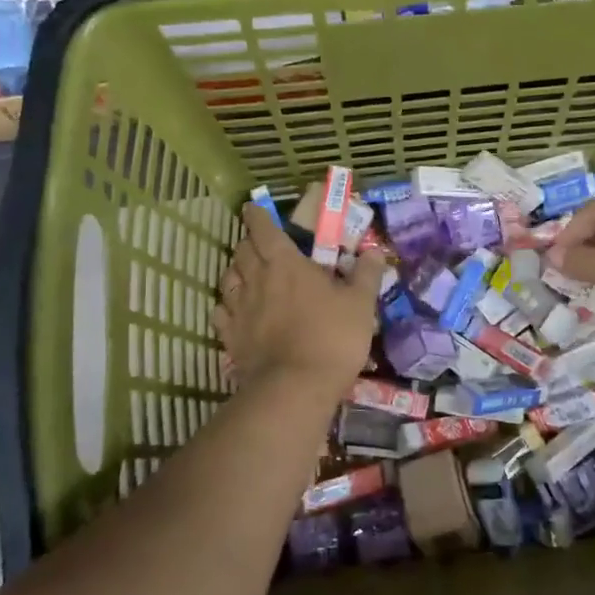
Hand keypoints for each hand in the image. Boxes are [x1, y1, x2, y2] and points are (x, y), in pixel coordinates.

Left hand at [214, 204, 383, 396]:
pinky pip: (220, 313)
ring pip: (227, 279)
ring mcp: (239, 309)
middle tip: (259, 243)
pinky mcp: (230, 337)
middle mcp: (256, 280)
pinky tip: (233, 310)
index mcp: (285, 263)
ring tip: (245, 273)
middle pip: (242, 251)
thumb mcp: (361, 303)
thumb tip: (373, 251)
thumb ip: (366, 274)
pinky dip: (226, 305)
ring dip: (235, 271)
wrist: (296, 387)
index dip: (257, 216)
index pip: (264, 229)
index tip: (252, 208)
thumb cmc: (332, 337)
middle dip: (249, 242)